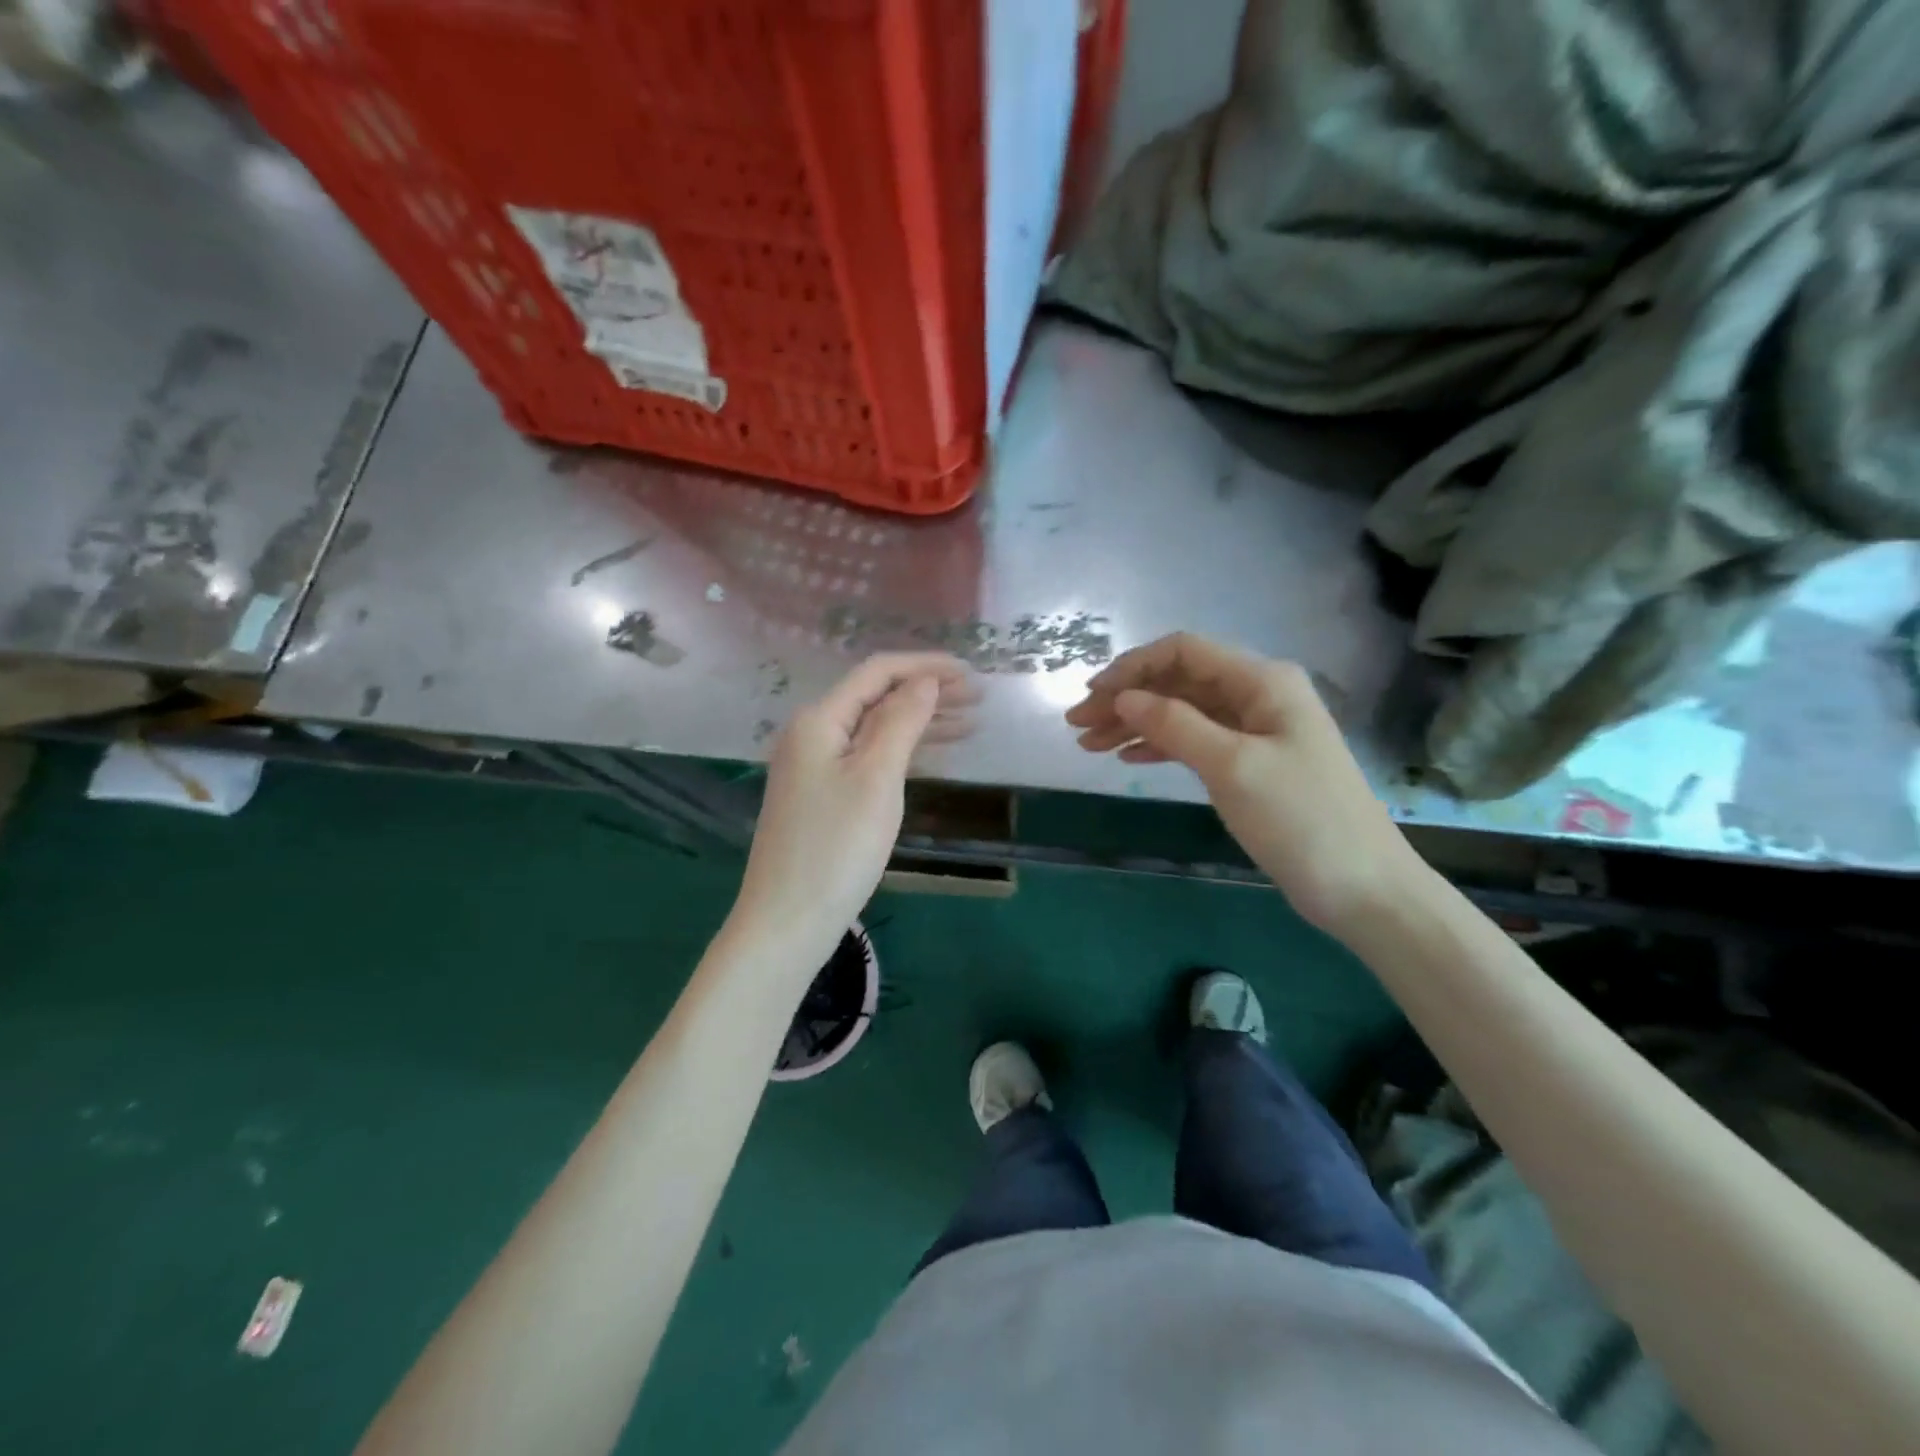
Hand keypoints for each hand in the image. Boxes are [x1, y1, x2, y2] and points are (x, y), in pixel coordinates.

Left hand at [730, 653, 975, 970]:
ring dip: (920, 722)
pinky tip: (934, 755)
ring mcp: (815, 766)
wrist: (788, 920)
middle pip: (876, 698)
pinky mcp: (823, 795)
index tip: (970, 673)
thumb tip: (924, 681)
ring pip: (875, 729)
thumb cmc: (836, 847)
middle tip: (978, 698)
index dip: (925, 666)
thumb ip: (901, 722)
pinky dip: (903, 752)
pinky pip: (868, 757)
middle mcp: (812, 734)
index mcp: (819, 720)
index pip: (877, 672)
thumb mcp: (876, 778)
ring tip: (970, 723)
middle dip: (927, 692)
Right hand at [1065, 632, 1422, 934]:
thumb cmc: (1301, 820)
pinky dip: (1160, 745)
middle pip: (1178, 681)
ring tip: (1089, 745)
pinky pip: (1196, 740)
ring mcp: (1256, 730)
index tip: (1091, 694)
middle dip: (1126, 698)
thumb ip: (1175, 724)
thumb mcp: (1232, 766)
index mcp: (1262, 681)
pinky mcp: (1251, 763)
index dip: (1132, 667)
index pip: (1183, 651)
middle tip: (1078, 726)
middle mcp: (1258, 695)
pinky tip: (1128, 757)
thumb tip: (1124, 696)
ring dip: (1136, 723)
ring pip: (1182, 712)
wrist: (1363, 887)